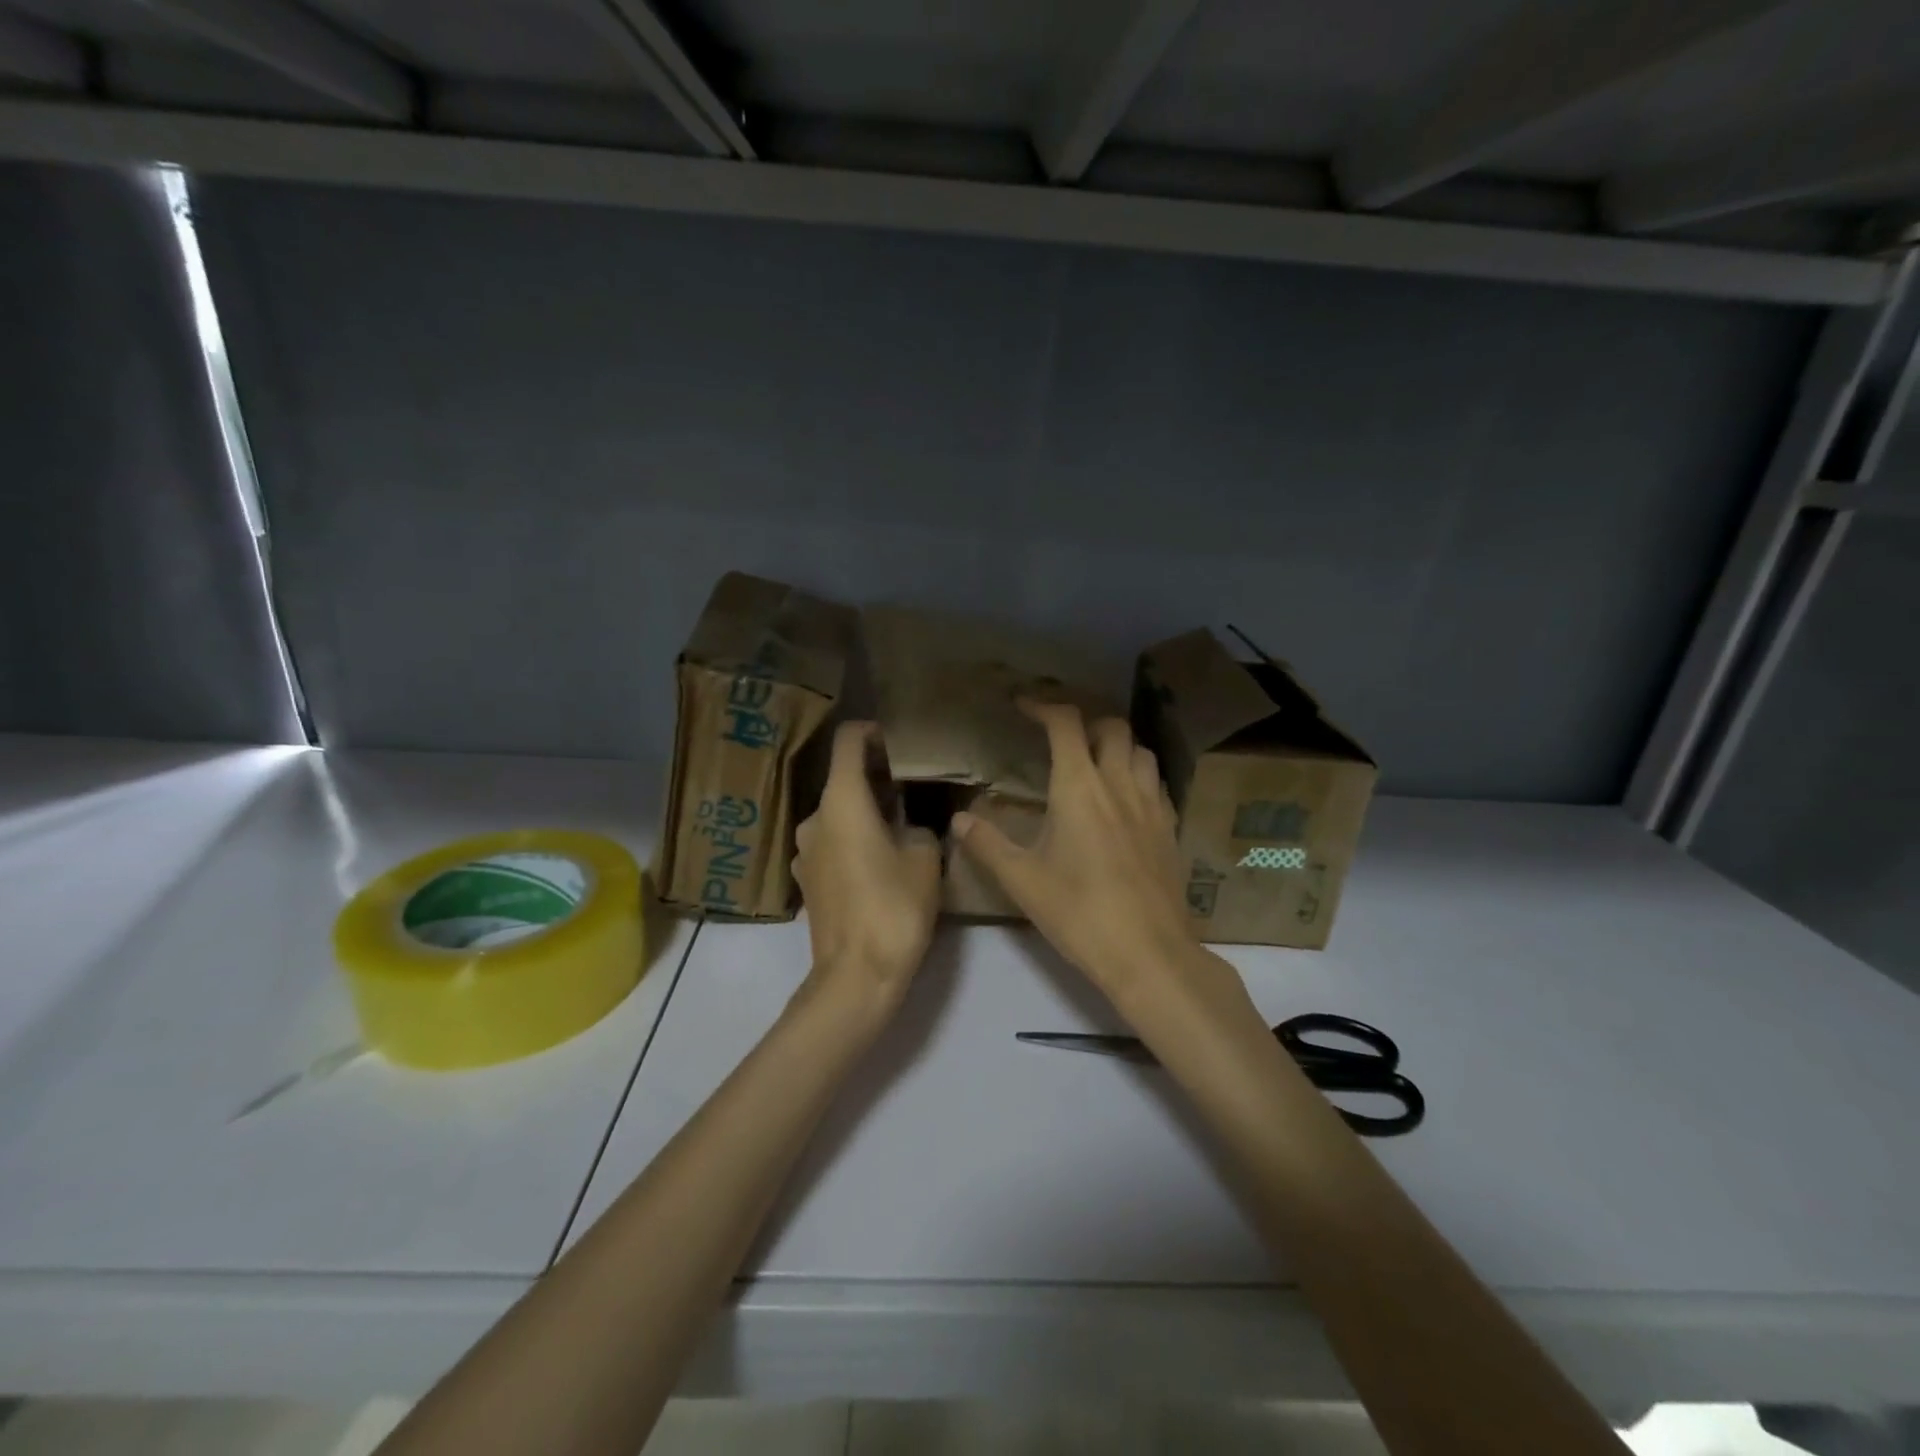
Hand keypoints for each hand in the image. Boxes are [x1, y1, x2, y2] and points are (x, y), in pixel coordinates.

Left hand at [792, 721, 941, 1019]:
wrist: (855, 977)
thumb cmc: (894, 908)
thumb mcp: (926, 859)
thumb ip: (923, 828)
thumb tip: (916, 827)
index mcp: (841, 801)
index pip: (848, 741)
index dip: (872, 732)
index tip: (898, 742)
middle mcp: (814, 818)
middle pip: (843, 779)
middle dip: (877, 778)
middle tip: (913, 787)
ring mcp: (804, 851)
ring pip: (837, 815)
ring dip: (865, 812)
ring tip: (901, 826)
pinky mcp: (806, 880)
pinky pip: (831, 844)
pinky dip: (853, 840)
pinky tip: (880, 861)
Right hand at [952, 702, 1199, 1004]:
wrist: (1149, 953)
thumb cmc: (1079, 913)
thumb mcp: (1023, 881)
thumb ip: (987, 845)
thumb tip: (958, 820)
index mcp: (1079, 787)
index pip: (1065, 724)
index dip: (1043, 705)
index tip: (1022, 705)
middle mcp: (1119, 783)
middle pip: (1111, 726)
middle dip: (1085, 721)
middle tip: (1061, 737)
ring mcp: (1151, 804)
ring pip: (1140, 750)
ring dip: (1117, 745)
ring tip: (1096, 763)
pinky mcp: (1170, 828)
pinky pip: (1156, 782)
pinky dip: (1138, 774)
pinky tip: (1125, 800)